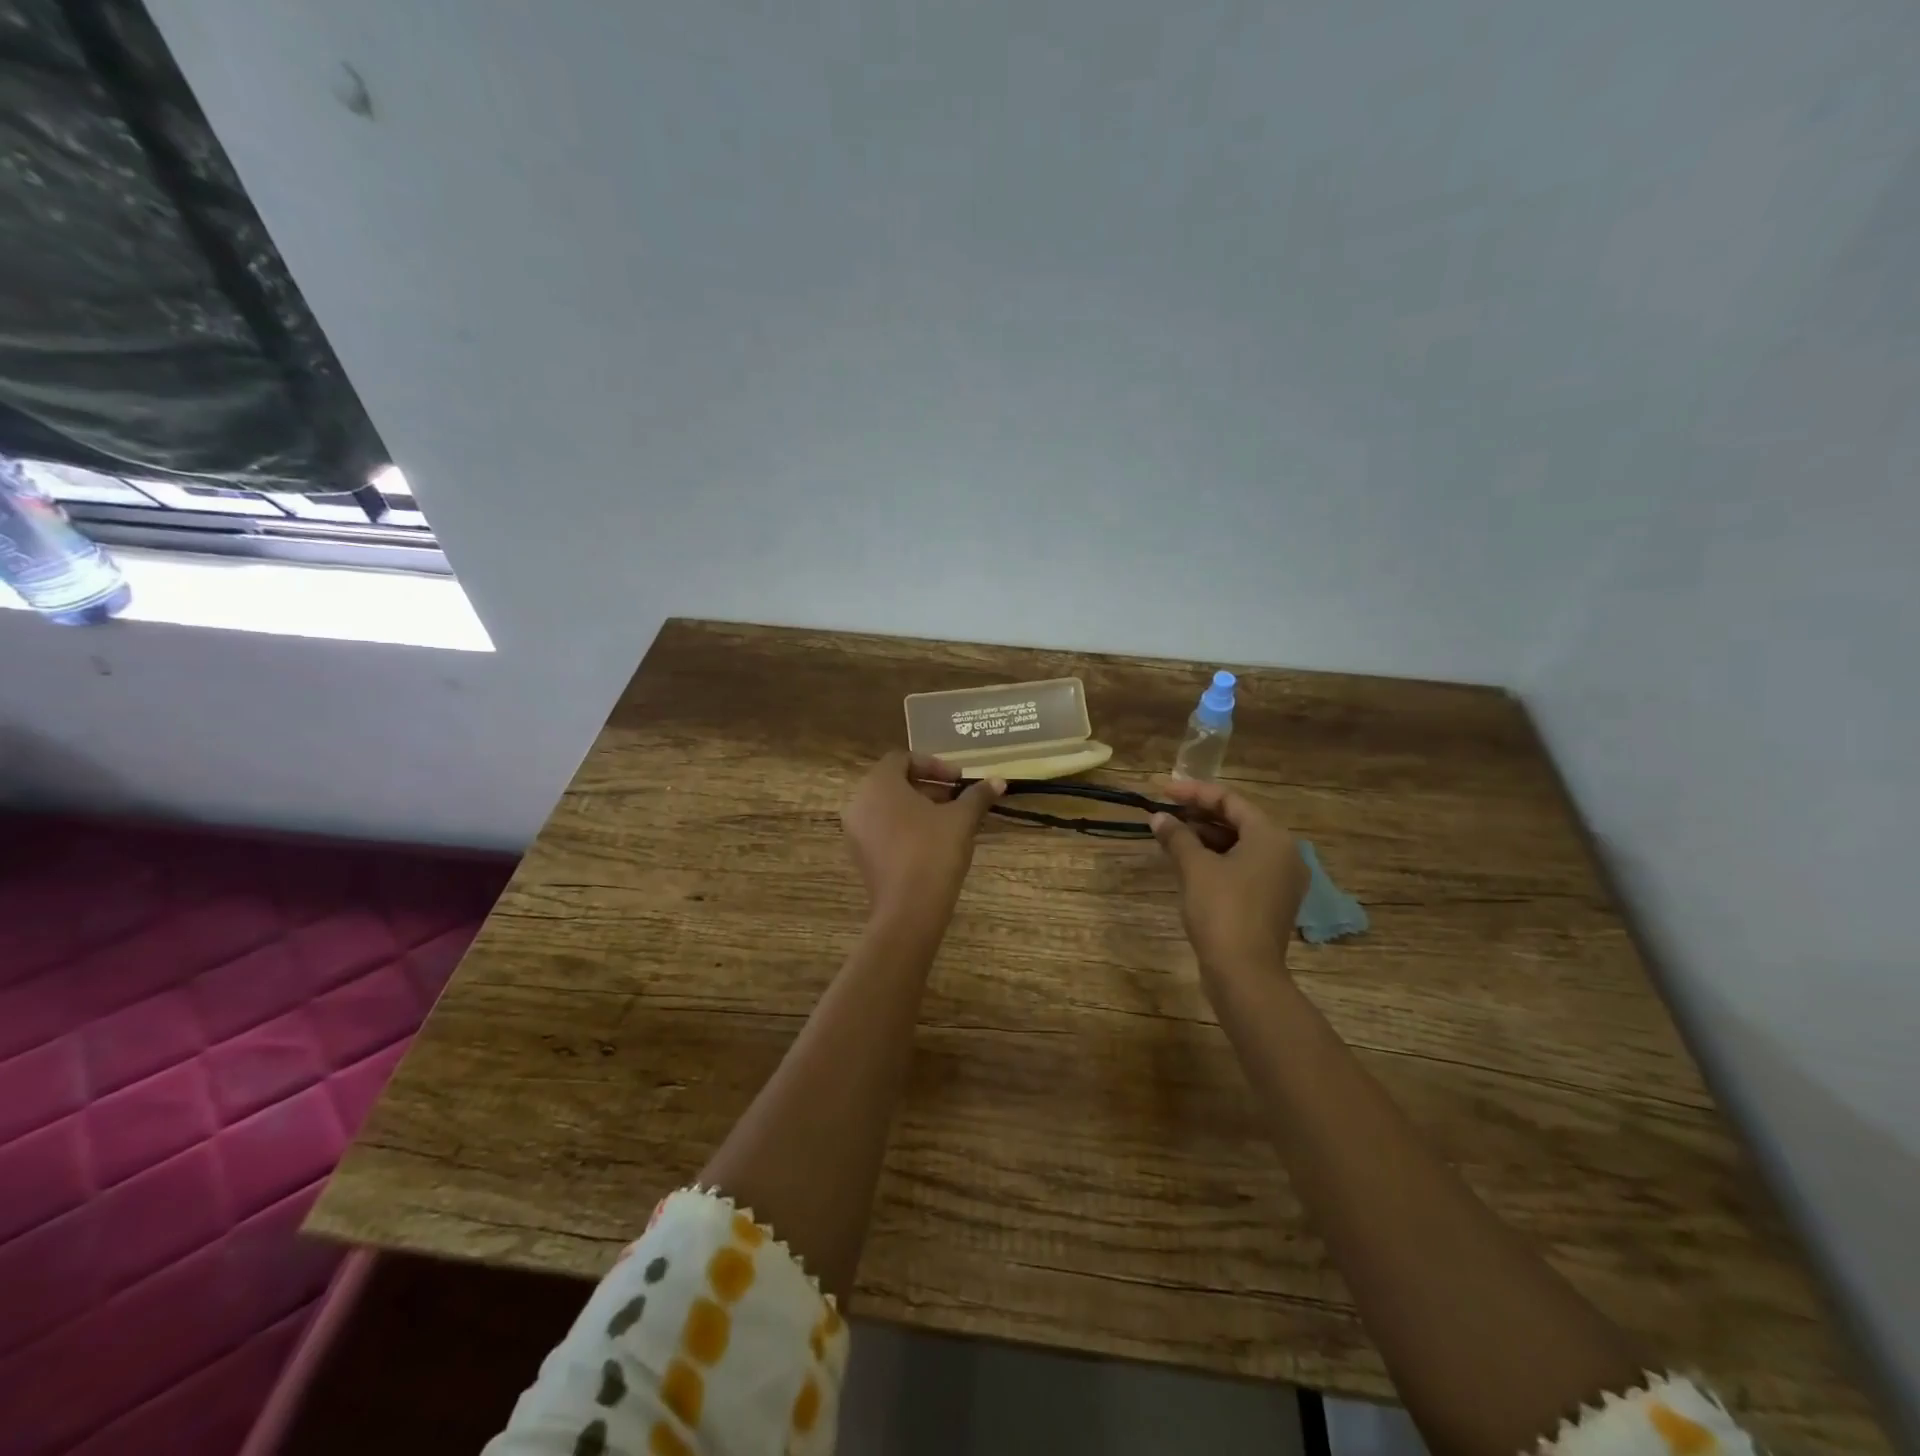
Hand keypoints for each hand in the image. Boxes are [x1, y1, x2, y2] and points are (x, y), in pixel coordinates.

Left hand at [842, 752, 1003, 921]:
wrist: (909, 910)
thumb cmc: (933, 852)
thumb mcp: (961, 819)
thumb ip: (977, 795)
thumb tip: (998, 781)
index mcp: (879, 783)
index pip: (903, 759)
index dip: (934, 765)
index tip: (960, 780)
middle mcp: (859, 801)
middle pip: (895, 782)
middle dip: (929, 787)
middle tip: (958, 799)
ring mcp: (855, 830)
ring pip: (889, 807)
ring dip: (919, 808)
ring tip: (950, 821)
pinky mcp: (860, 855)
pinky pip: (882, 828)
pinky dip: (905, 827)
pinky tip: (933, 843)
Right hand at [1151, 779, 1308, 973]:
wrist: (1244, 973)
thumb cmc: (1222, 910)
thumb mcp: (1194, 868)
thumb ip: (1177, 836)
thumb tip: (1158, 818)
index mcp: (1271, 837)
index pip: (1230, 800)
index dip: (1194, 792)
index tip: (1162, 791)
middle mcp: (1283, 853)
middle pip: (1238, 821)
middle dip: (1199, 815)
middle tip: (1166, 812)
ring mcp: (1280, 879)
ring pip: (1240, 845)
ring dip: (1206, 837)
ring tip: (1171, 835)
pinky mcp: (1271, 901)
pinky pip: (1243, 867)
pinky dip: (1217, 859)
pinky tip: (1189, 862)